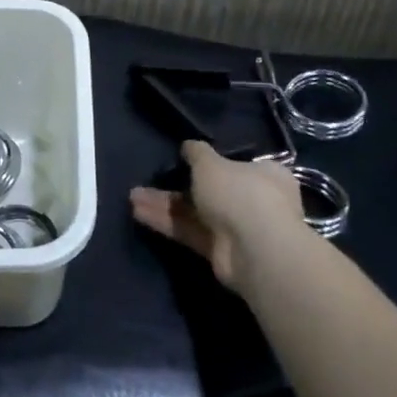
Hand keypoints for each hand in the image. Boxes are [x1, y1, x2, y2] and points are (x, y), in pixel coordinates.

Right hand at [129, 142, 313, 296]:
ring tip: (132, 197)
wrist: (256, 249)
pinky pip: (190, 231)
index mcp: (264, 174)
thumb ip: (196, 153)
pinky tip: (139, 213)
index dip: (208, 162)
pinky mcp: (220, 250)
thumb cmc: (240, 193)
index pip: (236, 164)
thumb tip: (188, 146)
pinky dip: (167, 223)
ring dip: (164, 204)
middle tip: (147, 180)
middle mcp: (254, 200)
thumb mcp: (210, 163)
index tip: (182, 159)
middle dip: (175, 186)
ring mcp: (237, 227)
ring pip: (195, 212)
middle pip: (210, 190)